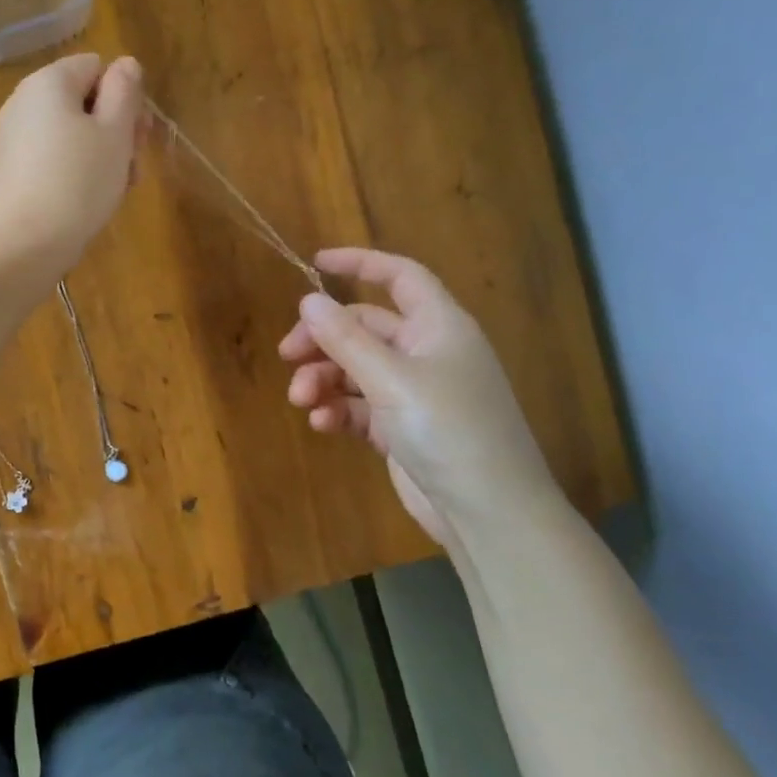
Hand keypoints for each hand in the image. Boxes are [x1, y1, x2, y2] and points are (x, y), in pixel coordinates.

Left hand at [0, 53, 144, 274]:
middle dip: (115, 131)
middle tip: (131, 168)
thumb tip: (125, 65)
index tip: (137, 135)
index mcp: (48, 82)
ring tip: (114, 193)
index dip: (123, 97)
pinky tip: (87, 205)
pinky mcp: (10, 174)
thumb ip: (124, 92)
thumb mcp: (114, 132)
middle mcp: (24, 103)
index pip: (97, 67)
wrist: (19, 245)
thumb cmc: (76, 182)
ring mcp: (13, 141)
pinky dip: (74, 177)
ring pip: (71, 137)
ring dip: (100, 158)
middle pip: (83, 103)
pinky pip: (52, 162)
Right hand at [279, 248, 560, 546]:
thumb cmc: (448, 430)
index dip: (359, 263)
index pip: (399, 277)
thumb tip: (308, 300)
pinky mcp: (401, 428)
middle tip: (288, 355)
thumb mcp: (391, 379)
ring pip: (355, 369)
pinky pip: (359, 406)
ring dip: (324, 379)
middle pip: (364, 327)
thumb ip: (346, 339)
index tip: (314, 263)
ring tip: (302, 399)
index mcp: (438, 326)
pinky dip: (338, 409)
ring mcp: (413, 392)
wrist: (488, 512)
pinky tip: (322, 424)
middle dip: (323, 339)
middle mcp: (426, 352)